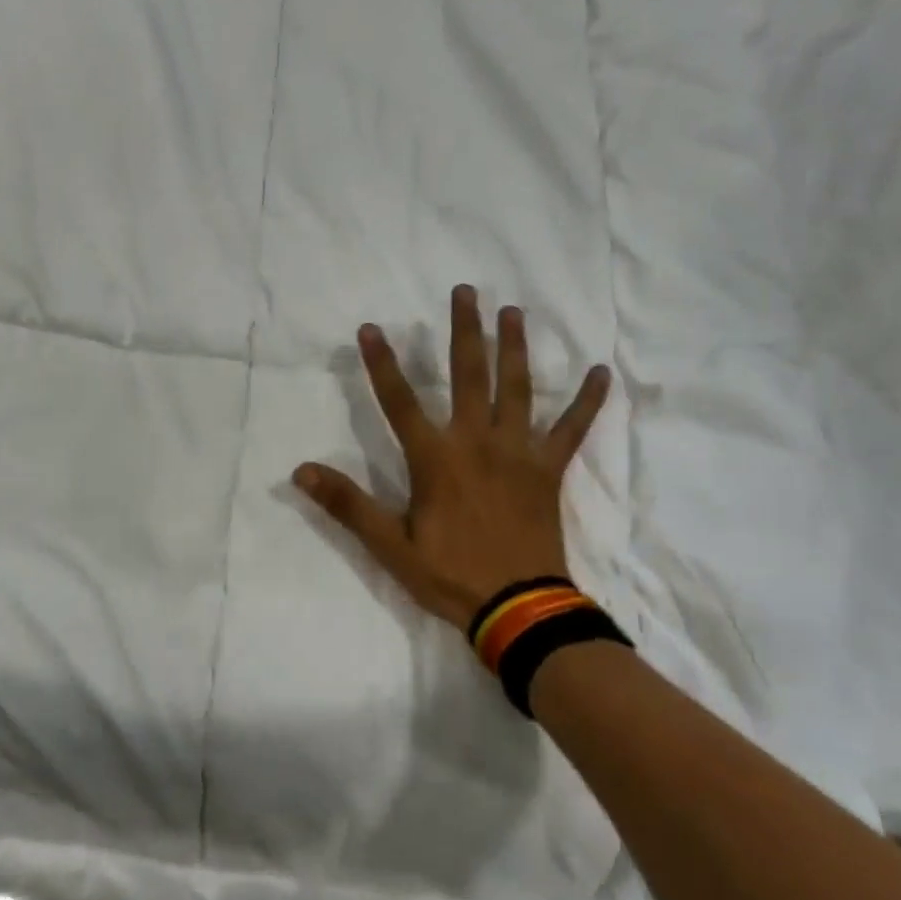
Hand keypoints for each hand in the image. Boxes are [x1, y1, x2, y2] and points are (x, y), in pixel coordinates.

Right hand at [292, 285, 609, 632]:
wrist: (518, 608)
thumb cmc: (449, 575)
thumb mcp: (389, 545)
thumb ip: (347, 504)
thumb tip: (301, 471)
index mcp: (435, 458)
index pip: (400, 401)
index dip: (382, 364)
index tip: (371, 327)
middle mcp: (476, 441)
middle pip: (468, 375)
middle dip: (463, 331)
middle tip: (465, 291)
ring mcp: (517, 452)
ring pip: (517, 388)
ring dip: (513, 347)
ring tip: (512, 311)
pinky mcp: (549, 469)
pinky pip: (571, 429)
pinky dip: (587, 401)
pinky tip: (600, 372)